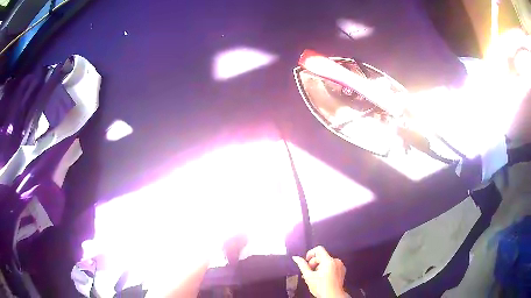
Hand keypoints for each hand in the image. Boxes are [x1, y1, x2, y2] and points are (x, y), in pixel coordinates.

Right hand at [293, 246, 346, 297]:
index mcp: (328, 261)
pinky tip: (323, 278)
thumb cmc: (321, 287)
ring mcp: (340, 265)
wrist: (333, 296)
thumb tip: (295, 257)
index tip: (306, 261)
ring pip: (326, 262)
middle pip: (322, 256)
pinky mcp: (342, 270)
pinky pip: (332, 265)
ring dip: (319, 267)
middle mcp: (336, 261)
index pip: (319, 249)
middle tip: (309, 273)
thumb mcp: (308, 276)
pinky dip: (326, 269)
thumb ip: (302, 265)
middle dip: (314, 263)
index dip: (310, 253)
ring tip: (315, 277)